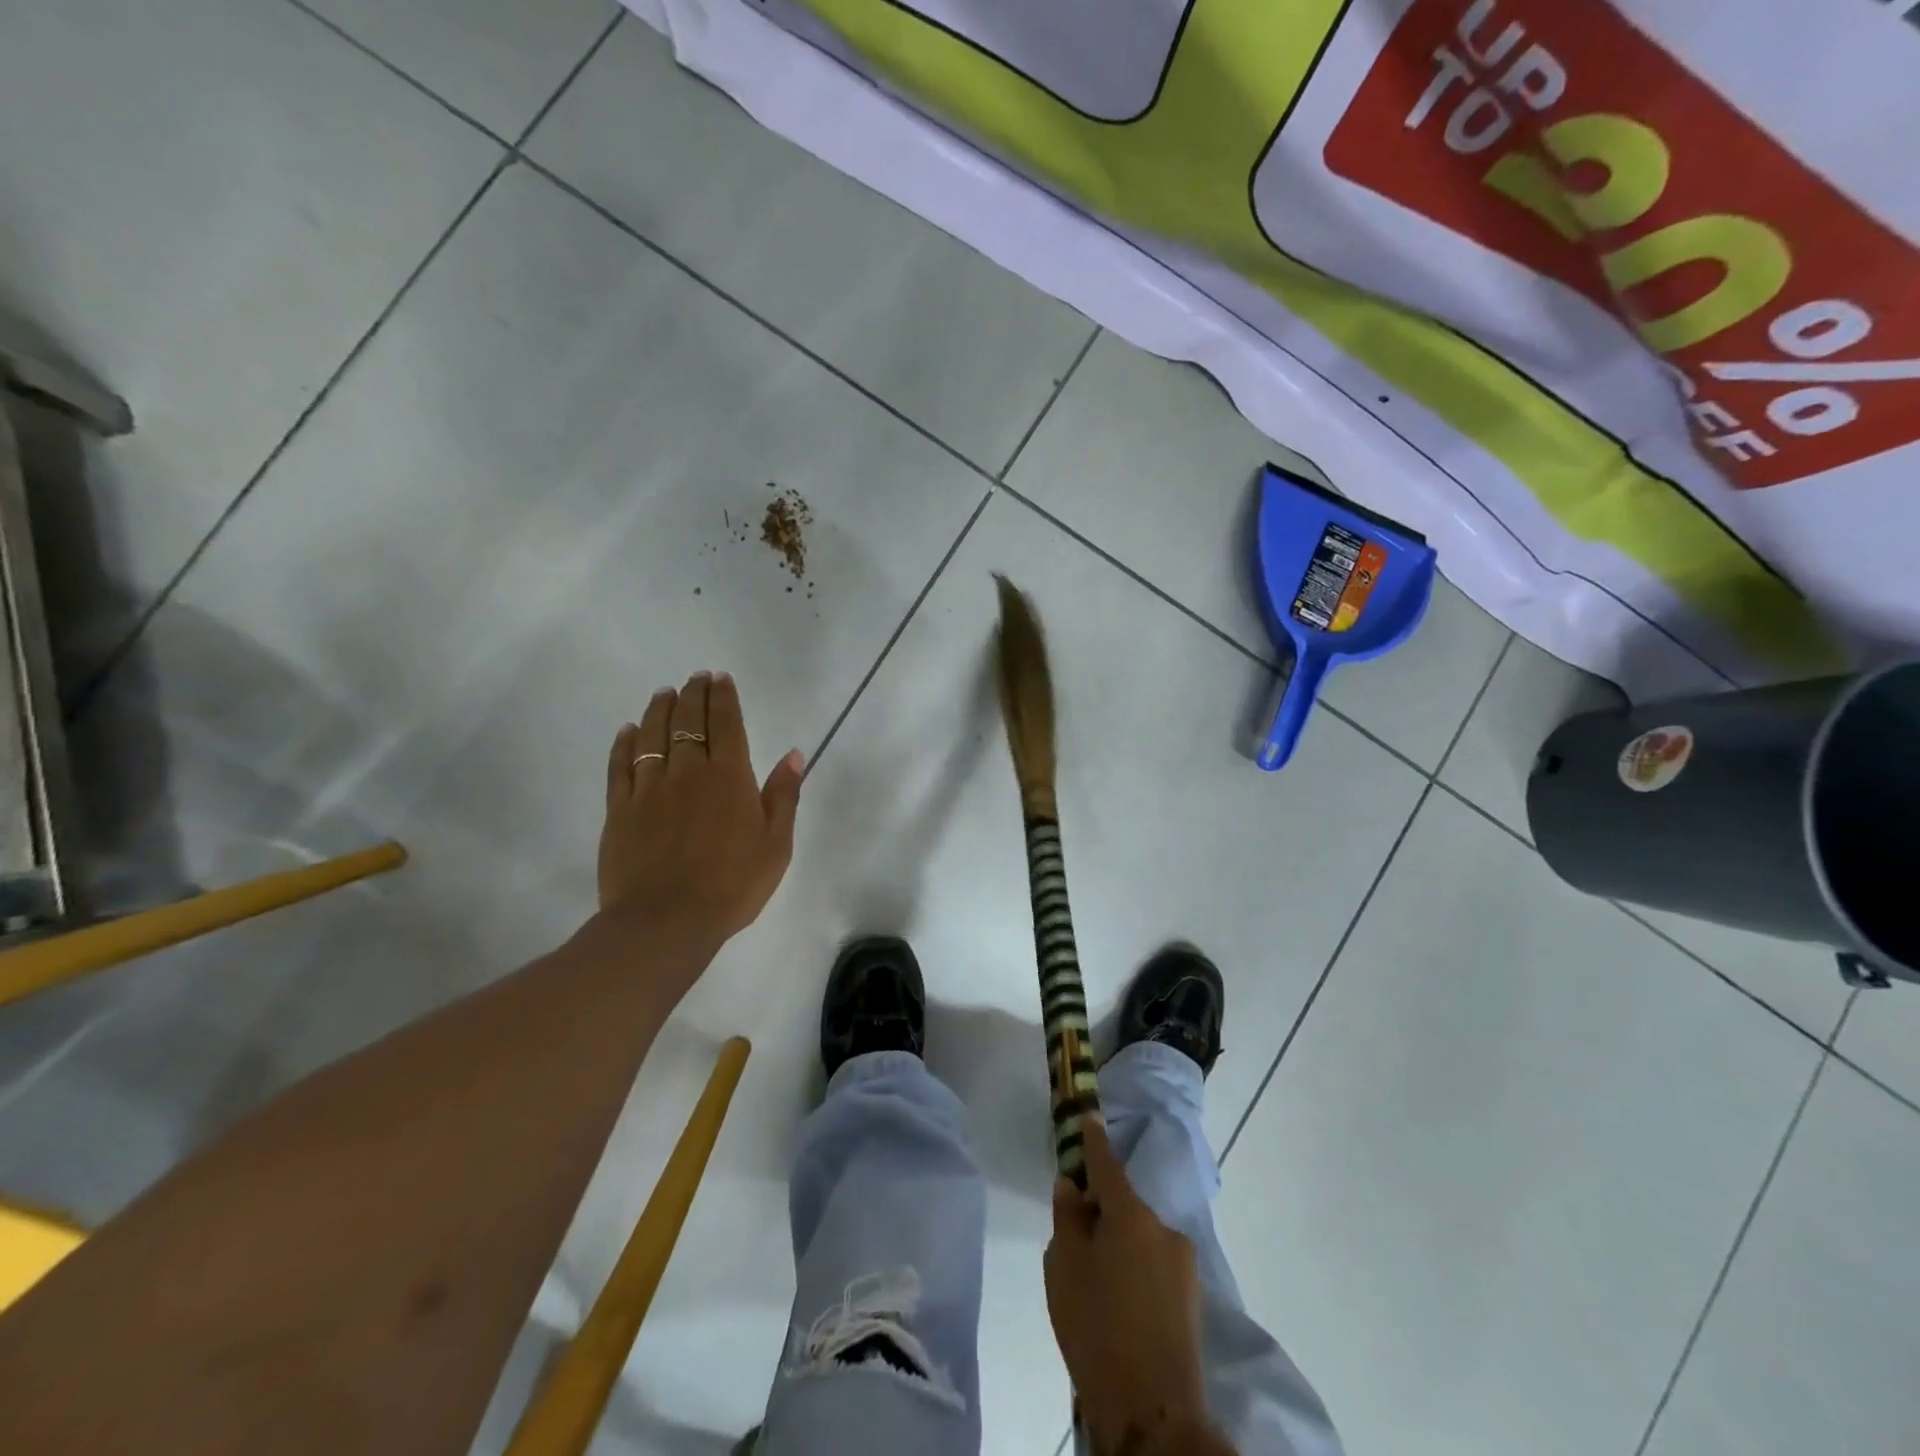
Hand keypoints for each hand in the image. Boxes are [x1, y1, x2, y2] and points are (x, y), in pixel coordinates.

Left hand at [597, 671, 803, 972]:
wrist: (666, 921)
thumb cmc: (733, 885)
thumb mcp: (775, 844)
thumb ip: (783, 796)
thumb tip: (793, 754)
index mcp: (729, 777)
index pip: (725, 723)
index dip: (723, 697)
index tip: (720, 678)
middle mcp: (688, 772)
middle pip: (688, 721)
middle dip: (693, 694)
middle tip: (695, 678)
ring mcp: (649, 788)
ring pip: (651, 735)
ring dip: (659, 709)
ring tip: (664, 693)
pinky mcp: (619, 809)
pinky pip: (620, 765)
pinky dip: (624, 743)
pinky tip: (627, 730)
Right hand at [1045, 1117, 1214, 1454]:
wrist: (1153, 1412)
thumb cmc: (1097, 1327)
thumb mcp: (1064, 1267)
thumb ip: (1067, 1218)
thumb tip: (1073, 1187)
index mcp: (1131, 1214)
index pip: (1107, 1164)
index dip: (1094, 1141)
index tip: (1090, 1116)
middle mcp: (1163, 1228)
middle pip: (1124, 1206)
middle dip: (1102, 1214)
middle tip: (1076, 1242)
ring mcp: (1183, 1265)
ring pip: (1140, 1239)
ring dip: (1120, 1247)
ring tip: (1097, 1287)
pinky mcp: (1191, 1299)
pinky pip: (1154, 1267)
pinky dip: (1135, 1272)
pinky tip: (1119, 1307)